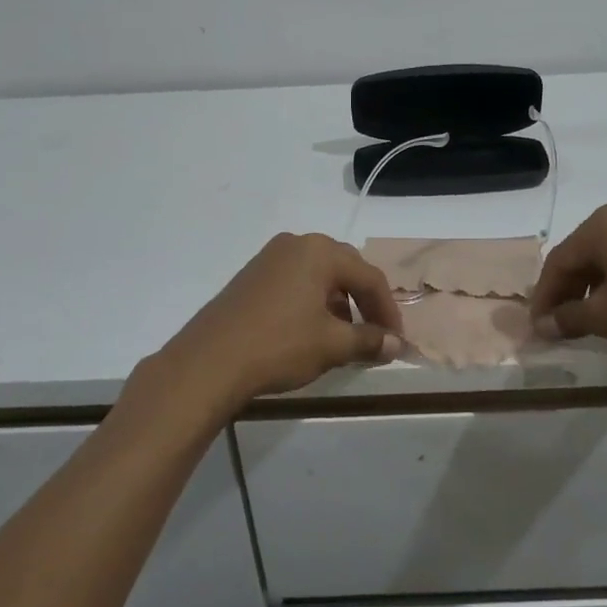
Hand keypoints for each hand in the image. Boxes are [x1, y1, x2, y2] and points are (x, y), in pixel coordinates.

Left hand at [143, 233, 403, 423]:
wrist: (209, 361)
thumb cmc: (279, 345)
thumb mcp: (331, 345)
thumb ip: (369, 340)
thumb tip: (397, 345)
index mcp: (320, 251)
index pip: (369, 277)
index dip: (387, 310)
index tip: (396, 341)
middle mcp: (296, 244)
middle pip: (345, 269)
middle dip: (364, 302)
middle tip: (375, 333)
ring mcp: (269, 257)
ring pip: (318, 275)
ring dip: (338, 302)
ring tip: (343, 336)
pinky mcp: (251, 275)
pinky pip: (295, 282)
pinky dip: (311, 302)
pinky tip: (310, 331)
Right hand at [529, 199, 606, 376]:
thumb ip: (568, 317)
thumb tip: (542, 325)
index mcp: (604, 223)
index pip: (560, 260)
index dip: (544, 295)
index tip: (537, 324)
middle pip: (585, 253)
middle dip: (570, 289)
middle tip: (560, 323)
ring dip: (595, 285)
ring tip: (590, 319)